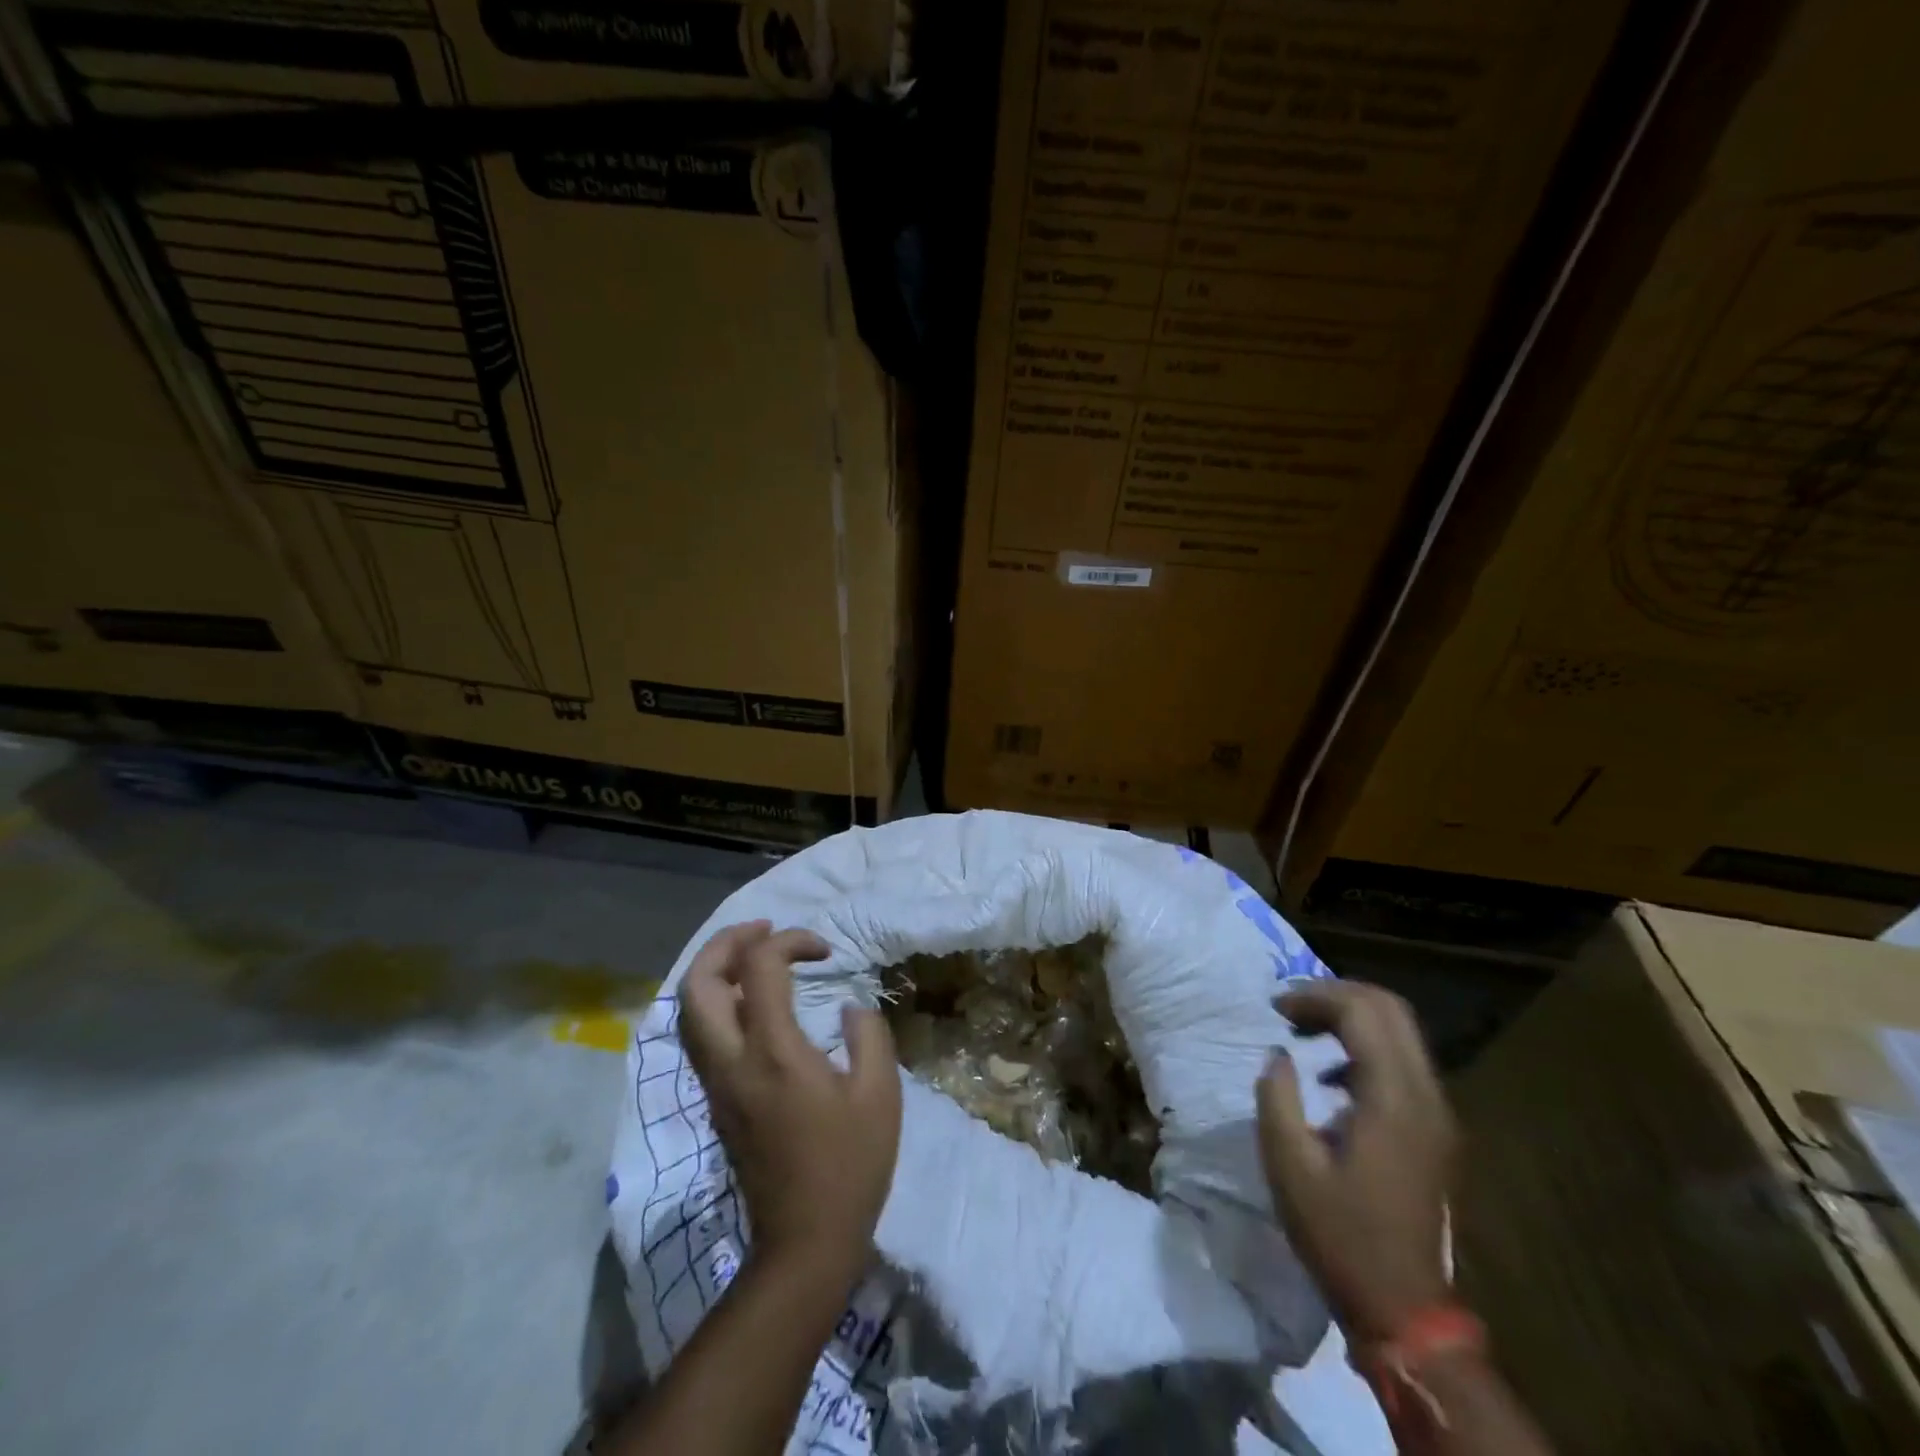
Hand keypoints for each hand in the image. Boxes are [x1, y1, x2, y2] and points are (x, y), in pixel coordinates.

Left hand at [677, 920, 901, 1286]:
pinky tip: (751, 1002)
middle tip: (764, 930)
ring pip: (689, 1011)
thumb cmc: (849, 1166)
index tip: (824, 952)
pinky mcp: (717, 1102)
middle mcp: (733, 1061)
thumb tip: (849, 1010)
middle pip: (698, 984)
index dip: (789, 941)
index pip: (759, 968)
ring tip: (754, 957)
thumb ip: (868, 1036)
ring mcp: (717, 1084)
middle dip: (725, 943)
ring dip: (715, 970)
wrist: (804, 1243)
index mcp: (773, 1052)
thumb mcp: (879, 1094)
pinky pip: (701, 1035)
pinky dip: (717, 1001)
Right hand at [1256, 980, 1455, 1341]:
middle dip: (1336, 994)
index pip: (1363, 1012)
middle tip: (1290, 1007)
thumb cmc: (1340, 1235)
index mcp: (1393, 1100)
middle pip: (1391, 1010)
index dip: (1315, 996)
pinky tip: (1330, 1073)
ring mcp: (1437, 1112)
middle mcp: (1425, 1095)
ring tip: (1304, 1029)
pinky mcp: (1434, 1128)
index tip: (1275, 1008)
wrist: (1404, 1307)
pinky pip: (1402, 1060)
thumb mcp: (1289, 1165)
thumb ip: (1278, 1096)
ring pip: (1401, 1031)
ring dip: (1351, 1017)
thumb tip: (1280, 1055)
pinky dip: (1365, 1044)